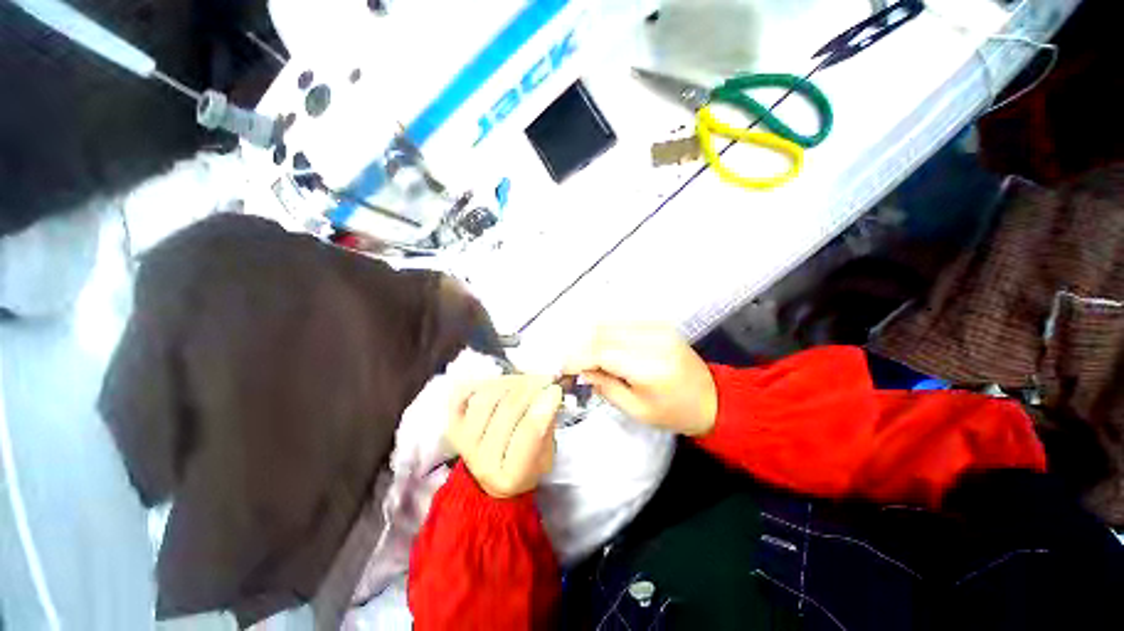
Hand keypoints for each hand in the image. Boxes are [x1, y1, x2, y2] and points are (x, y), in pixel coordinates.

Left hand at [446, 376, 562, 497]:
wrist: (492, 481)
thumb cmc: (526, 467)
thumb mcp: (546, 456)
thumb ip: (547, 426)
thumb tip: (550, 392)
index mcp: (511, 476)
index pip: (528, 433)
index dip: (544, 405)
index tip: (555, 389)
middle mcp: (482, 462)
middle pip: (507, 411)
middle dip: (530, 388)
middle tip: (544, 378)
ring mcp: (463, 442)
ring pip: (485, 399)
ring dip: (509, 383)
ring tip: (524, 379)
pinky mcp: (453, 426)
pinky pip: (461, 396)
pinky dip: (479, 383)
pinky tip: (498, 381)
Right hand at [563, 324, 717, 435]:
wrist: (713, 399)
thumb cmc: (675, 413)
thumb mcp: (636, 410)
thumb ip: (605, 386)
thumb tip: (582, 370)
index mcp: (649, 367)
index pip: (602, 352)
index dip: (577, 358)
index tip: (563, 368)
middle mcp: (653, 340)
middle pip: (603, 333)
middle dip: (581, 346)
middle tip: (571, 362)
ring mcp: (658, 328)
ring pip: (610, 323)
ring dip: (591, 337)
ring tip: (584, 355)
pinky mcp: (659, 325)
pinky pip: (623, 322)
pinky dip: (606, 332)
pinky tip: (601, 346)